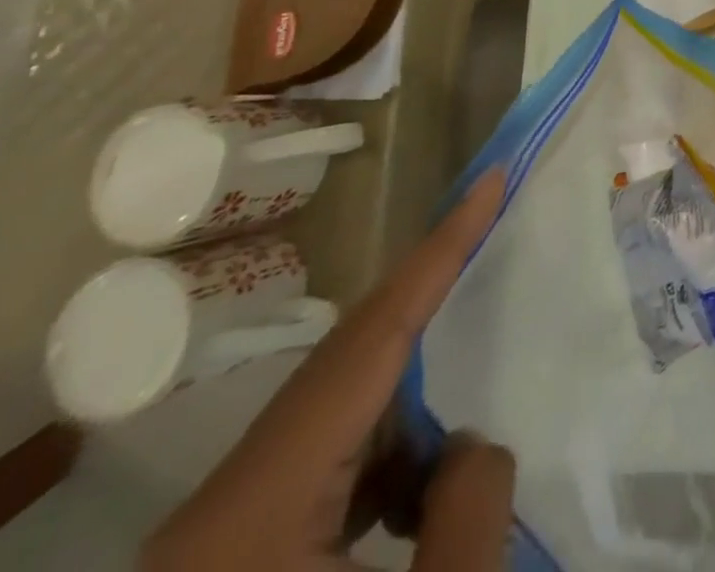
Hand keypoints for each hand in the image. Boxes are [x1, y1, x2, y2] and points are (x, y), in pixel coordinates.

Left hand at [145, 167, 513, 571]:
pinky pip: (324, 477)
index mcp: (256, 504)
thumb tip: (475, 437)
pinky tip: (423, 498)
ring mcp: (218, 539)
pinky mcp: (230, 564)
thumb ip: (470, 513)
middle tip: (496, 249)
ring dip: (414, 409)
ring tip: (474, 413)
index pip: (371, 336)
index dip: (440, 248)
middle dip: (432, 312)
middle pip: (348, 369)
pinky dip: (385, 466)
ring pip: (338, 424)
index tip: (490, 180)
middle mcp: (225, 504)